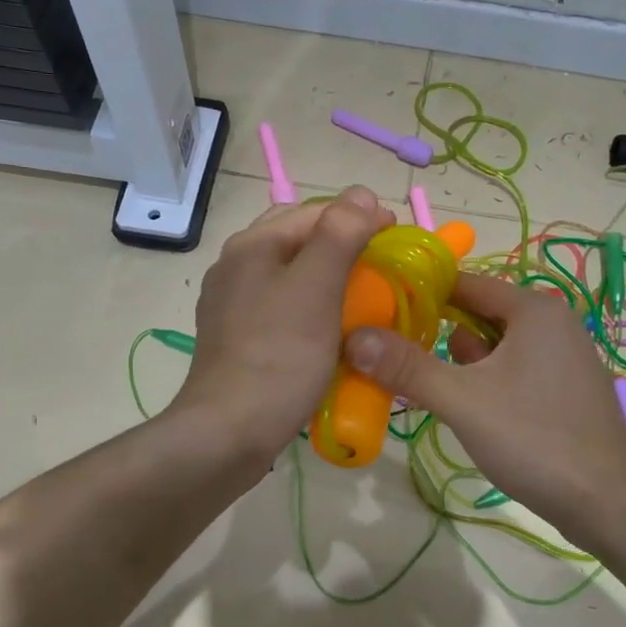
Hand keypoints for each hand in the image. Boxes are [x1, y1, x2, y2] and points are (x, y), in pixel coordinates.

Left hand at [171, 187, 393, 461]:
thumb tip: (362, 194)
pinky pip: (283, 311)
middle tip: (382, 271)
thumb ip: (340, 234)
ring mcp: (232, 305)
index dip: (361, 218)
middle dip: (344, 249)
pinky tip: (330, 334)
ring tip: (363, 302)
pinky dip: (312, 312)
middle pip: (300, 242)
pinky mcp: (236, 339)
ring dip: (329, 282)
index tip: (397, 242)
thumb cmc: (279, 356)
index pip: (316, 211)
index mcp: (254, 245)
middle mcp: (236, 266)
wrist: (228, 433)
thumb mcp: (316, 288)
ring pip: (292, 277)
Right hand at [345, 272, 625, 537]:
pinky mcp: (564, 390)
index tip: (379, 313)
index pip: (464, 283)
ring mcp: (562, 358)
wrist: (609, 503)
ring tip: (430, 392)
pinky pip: (512, 372)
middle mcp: (552, 323)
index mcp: (534, 310)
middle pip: (477, 316)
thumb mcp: (463, 401)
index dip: (420, 295)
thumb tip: (353, 336)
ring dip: (462, 368)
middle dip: (440, 339)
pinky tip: (470, 414)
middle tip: (399, 364)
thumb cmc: (536, 439)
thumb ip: (407, 367)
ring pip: (493, 349)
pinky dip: (486, 385)